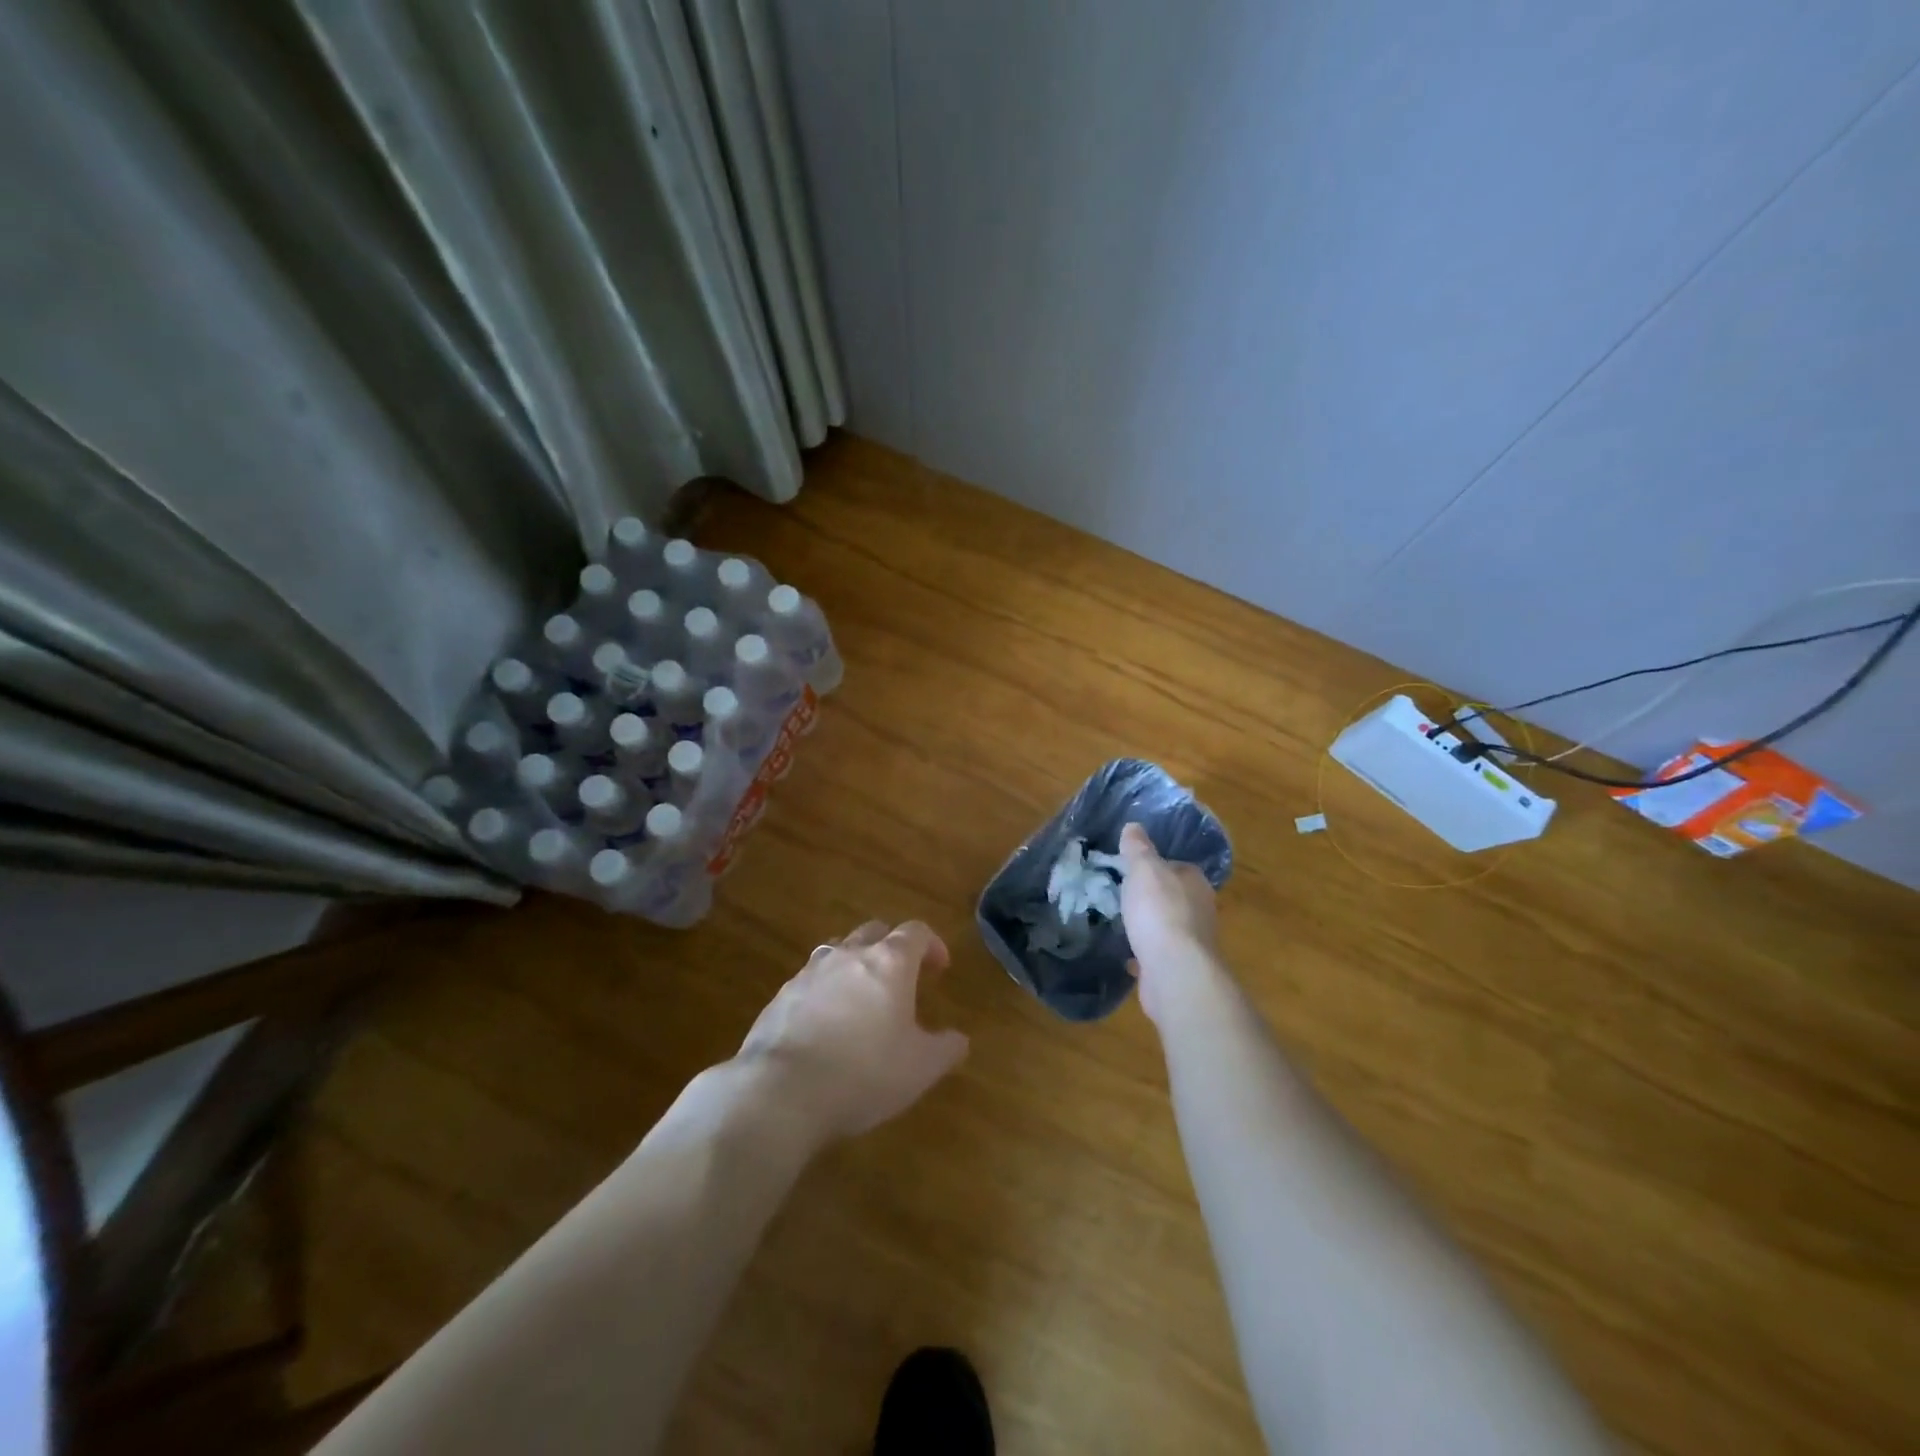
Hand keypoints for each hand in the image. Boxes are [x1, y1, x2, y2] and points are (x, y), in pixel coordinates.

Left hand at [737, 920, 968, 1141]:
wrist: (782, 1091)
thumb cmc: (864, 1073)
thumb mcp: (920, 1068)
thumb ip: (945, 1048)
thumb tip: (959, 1039)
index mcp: (889, 963)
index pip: (916, 932)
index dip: (932, 944)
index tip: (940, 967)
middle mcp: (849, 955)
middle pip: (875, 932)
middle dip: (892, 947)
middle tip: (902, 976)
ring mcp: (811, 972)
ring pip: (839, 950)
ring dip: (855, 963)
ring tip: (862, 996)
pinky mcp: (782, 995)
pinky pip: (811, 980)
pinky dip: (825, 990)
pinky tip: (826, 1022)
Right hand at [1118, 823, 1222, 1024]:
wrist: (1174, 970)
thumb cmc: (1159, 911)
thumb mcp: (1143, 868)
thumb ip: (1138, 847)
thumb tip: (1134, 826)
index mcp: (1195, 882)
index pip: (1178, 866)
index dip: (1157, 866)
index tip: (1133, 870)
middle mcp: (1201, 909)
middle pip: (1175, 896)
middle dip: (1153, 897)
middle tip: (1124, 896)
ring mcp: (1193, 942)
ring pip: (1168, 926)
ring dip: (1150, 926)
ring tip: (1124, 924)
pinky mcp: (1181, 968)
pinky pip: (1160, 954)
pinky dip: (1146, 953)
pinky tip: (1129, 956)